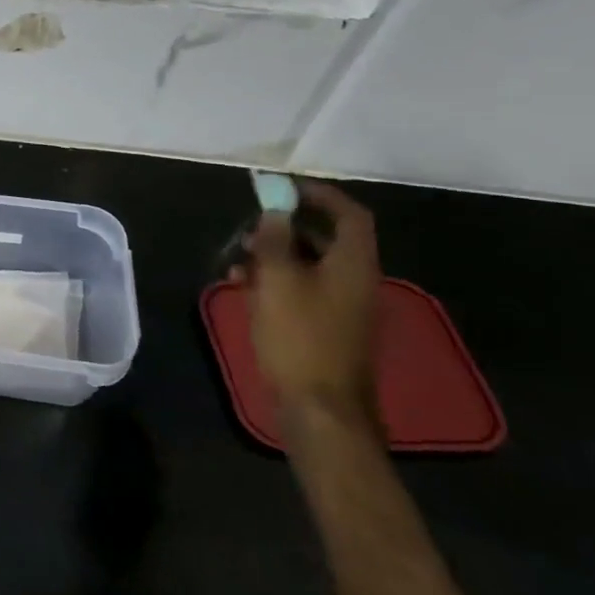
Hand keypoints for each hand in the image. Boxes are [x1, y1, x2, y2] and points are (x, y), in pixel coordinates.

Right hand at [235, 182, 381, 431]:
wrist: (320, 407)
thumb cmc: (299, 336)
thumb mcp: (277, 280)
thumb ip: (274, 240)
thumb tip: (275, 210)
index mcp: (353, 264)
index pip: (350, 214)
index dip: (320, 195)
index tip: (285, 188)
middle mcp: (356, 280)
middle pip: (327, 238)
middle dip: (286, 227)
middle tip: (250, 226)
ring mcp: (344, 306)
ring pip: (310, 265)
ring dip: (275, 255)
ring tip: (237, 260)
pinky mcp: (327, 327)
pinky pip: (303, 289)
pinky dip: (276, 281)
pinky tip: (244, 288)